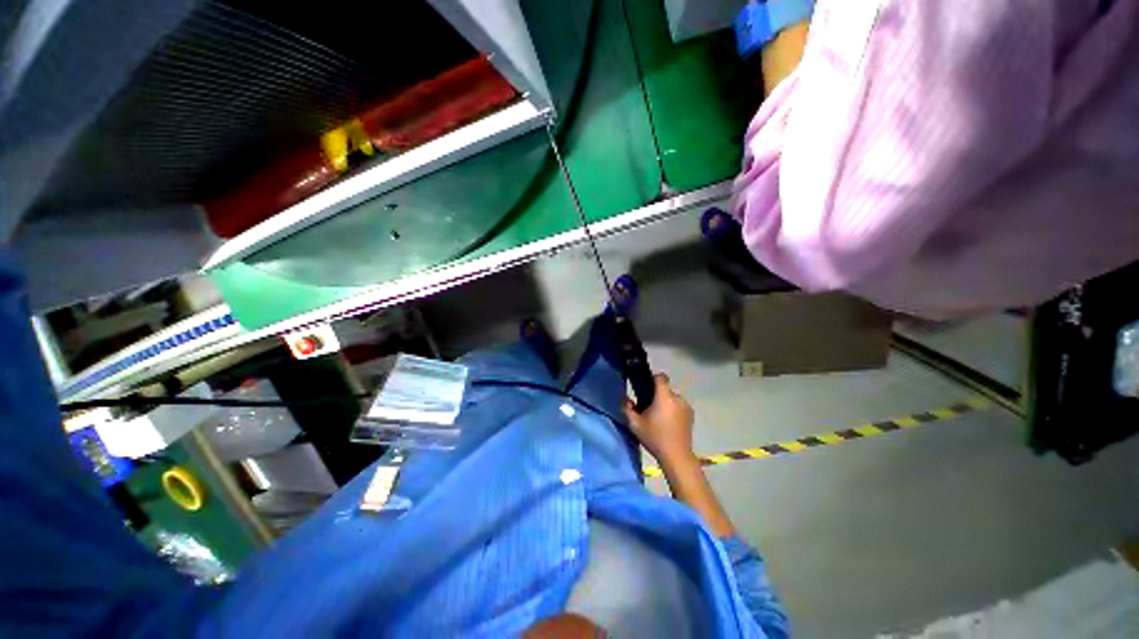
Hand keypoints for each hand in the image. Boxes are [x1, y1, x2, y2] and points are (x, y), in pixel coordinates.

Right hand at [623, 373, 694, 466]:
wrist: (676, 456)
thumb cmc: (655, 438)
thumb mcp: (635, 424)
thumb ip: (627, 408)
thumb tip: (626, 399)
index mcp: (664, 397)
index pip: (661, 377)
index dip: (653, 378)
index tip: (646, 387)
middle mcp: (677, 398)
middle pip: (665, 389)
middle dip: (657, 395)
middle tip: (649, 408)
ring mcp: (686, 406)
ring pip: (673, 398)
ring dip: (666, 403)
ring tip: (660, 419)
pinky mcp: (691, 415)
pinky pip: (679, 406)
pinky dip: (674, 410)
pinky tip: (669, 424)